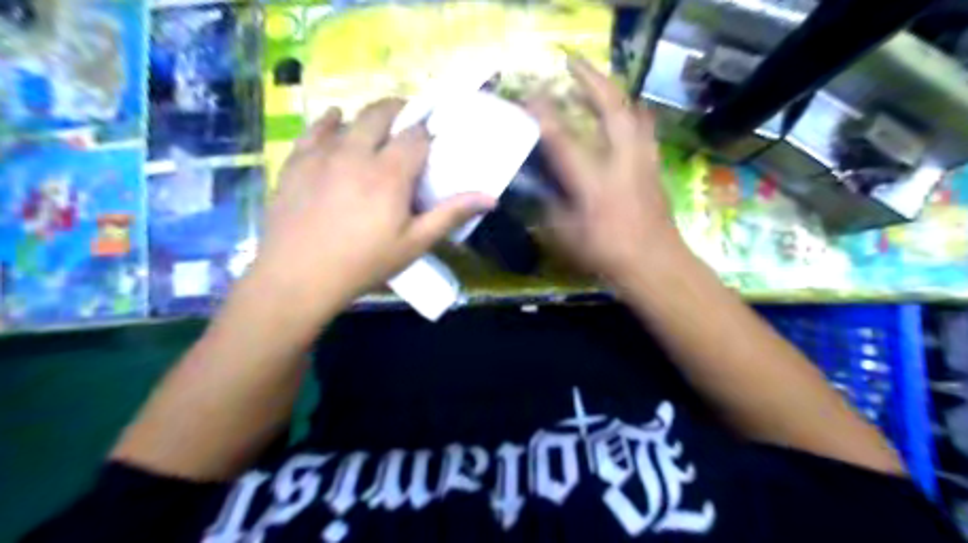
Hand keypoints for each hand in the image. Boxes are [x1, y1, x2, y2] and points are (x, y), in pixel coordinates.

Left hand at [247, 100, 494, 312]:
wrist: (298, 277)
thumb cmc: (363, 263)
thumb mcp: (414, 243)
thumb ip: (450, 215)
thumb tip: (490, 198)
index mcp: (390, 173)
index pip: (416, 136)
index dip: (428, 134)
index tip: (433, 143)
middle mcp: (357, 152)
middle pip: (382, 113)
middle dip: (400, 112)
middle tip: (408, 125)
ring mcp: (323, 153)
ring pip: (350, 118)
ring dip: (369, 118)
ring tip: (377, 131)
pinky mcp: (297, 161)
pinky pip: (315, 129)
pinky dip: (330, 121)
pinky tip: (336, 122)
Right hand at [527, 58, 683, 288]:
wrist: (656, 266)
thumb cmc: (608, 256)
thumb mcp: (567, 239)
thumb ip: (551, 209)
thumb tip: (542, 189)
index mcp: (594, 184)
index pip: (564, 141)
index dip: (546, 115)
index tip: (532, 95)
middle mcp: (621, 163)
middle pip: (612, 108)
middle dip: (591, 80)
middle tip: (573, 64)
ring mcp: (642, 162)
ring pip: (634, 112)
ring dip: (614, 92)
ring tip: (599, 82)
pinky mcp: (654, 168)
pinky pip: (645, 129)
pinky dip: (633, 114)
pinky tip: (626, 113)